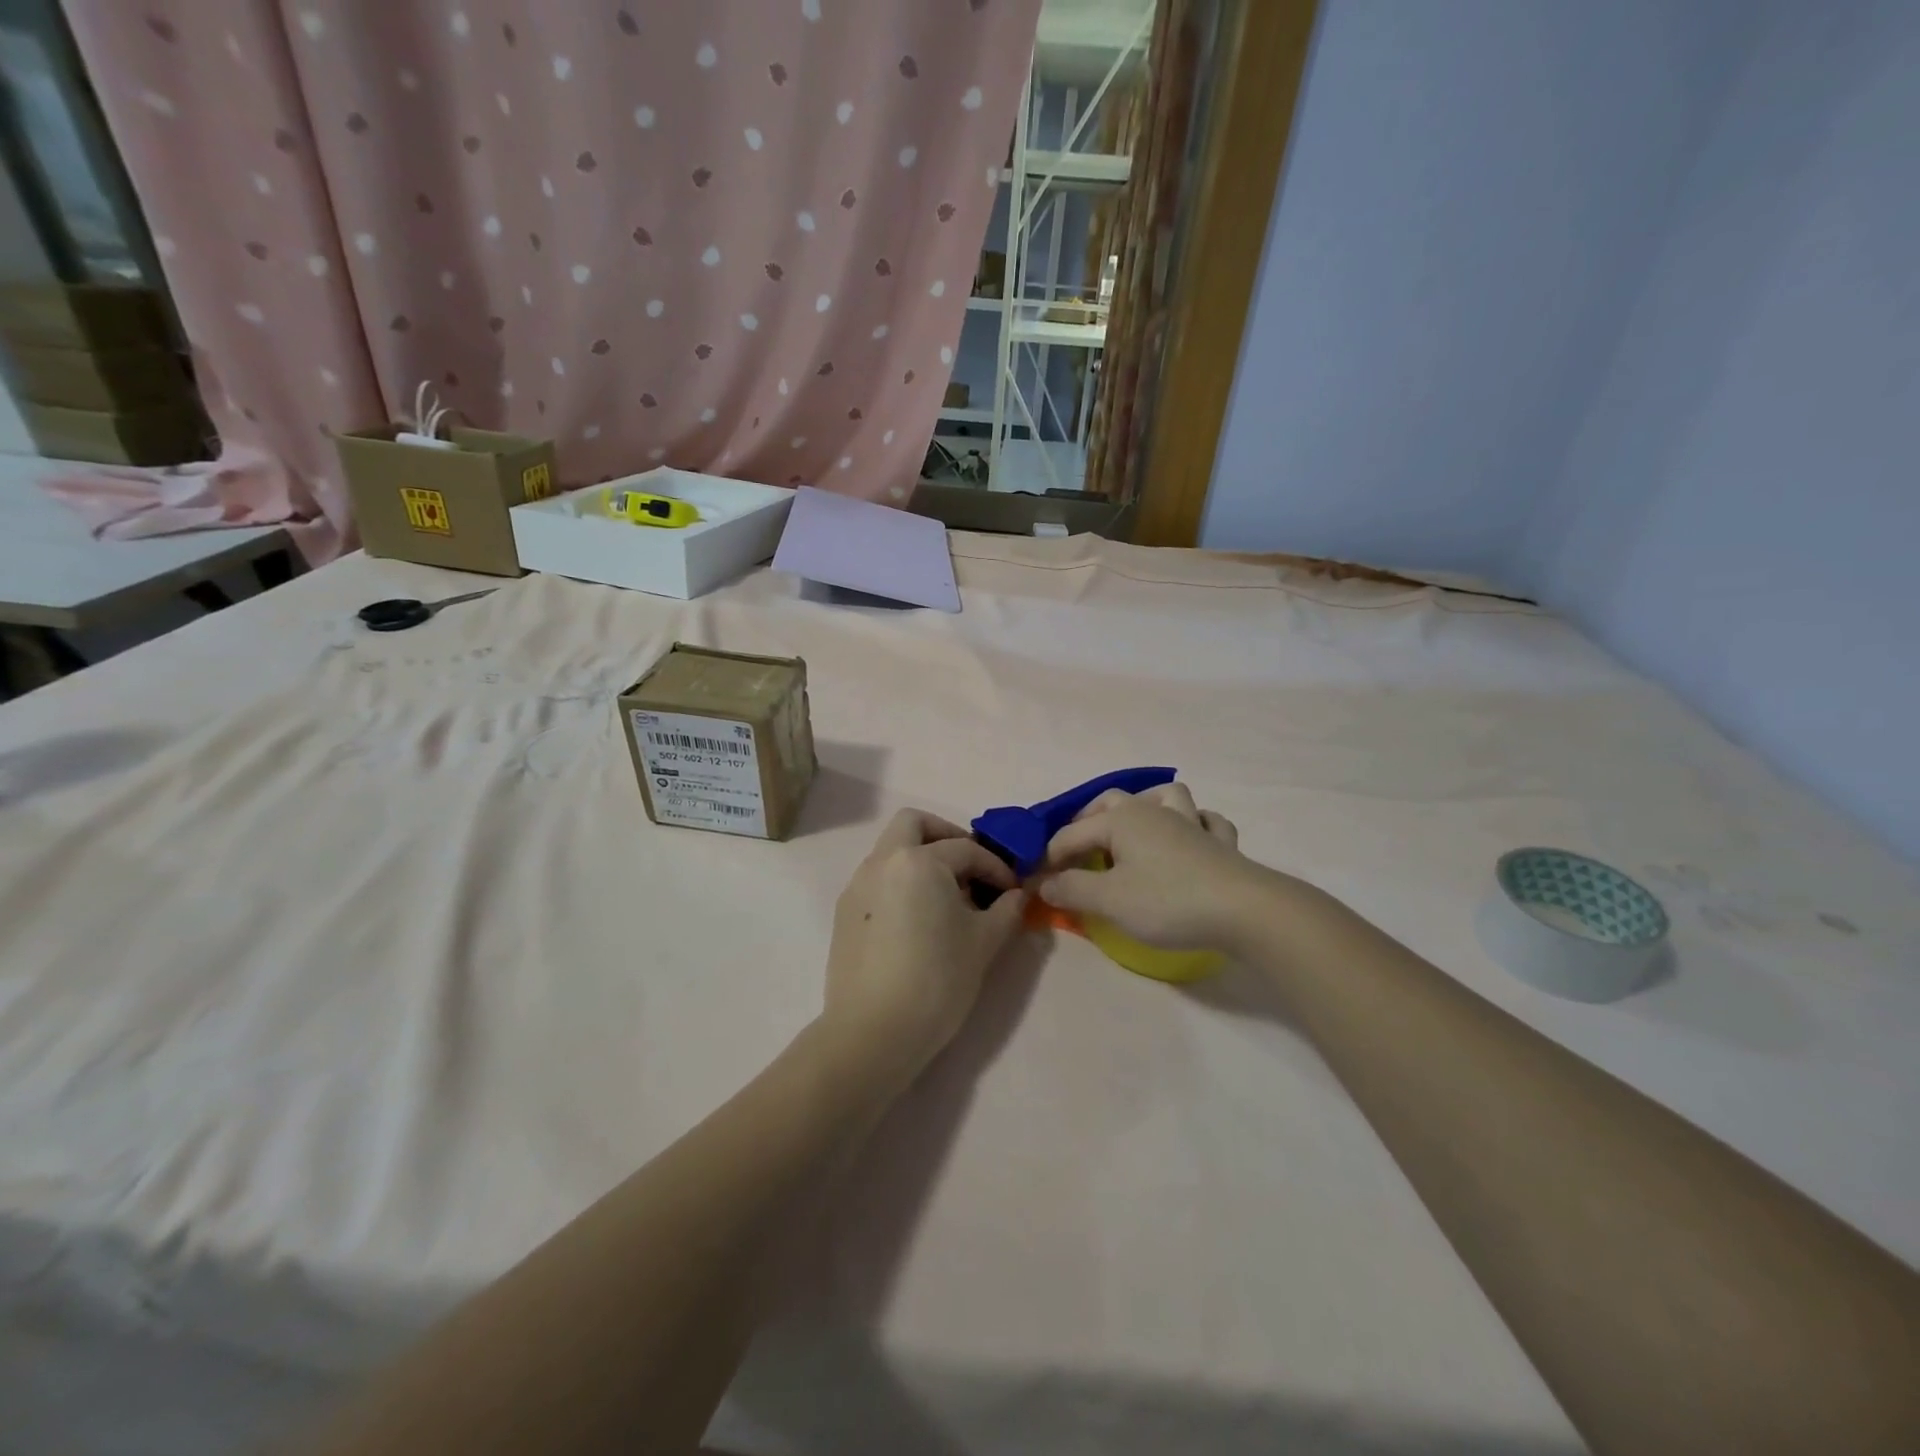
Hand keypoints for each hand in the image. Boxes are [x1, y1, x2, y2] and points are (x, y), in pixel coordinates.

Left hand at [821, 810, 1028, 1089]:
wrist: (873, 1032)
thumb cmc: (937, 980)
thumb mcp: (983, 943)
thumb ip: (1006, 910)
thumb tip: (1017, 895)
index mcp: (919, 860)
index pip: (967, 850)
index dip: (996, 868)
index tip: (1013, 892)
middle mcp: (883, 860)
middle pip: (914, 824)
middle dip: (947, 836)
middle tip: (971, 867)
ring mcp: (858, 885)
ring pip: (891, 849)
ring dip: (921, 857)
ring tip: (947, 896)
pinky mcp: (844, 911)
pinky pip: (878, 878)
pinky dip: (901, 881)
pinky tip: (918, 917)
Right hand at [1036, 782, 1269, 949]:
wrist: (1244, 910)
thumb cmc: (1168, 902)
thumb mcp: (1109, 900)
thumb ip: (1072, 889)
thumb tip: (1044, 883)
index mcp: (1121, 819)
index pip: (1071, 834)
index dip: (1050, 858)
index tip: (1037, 884)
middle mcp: (1153, 811)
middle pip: (1112, 802)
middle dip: (1088, 822)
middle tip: (1076, 852)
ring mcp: (1191, 823)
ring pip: (1164, 796)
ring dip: (1145, 805)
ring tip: (1135, 829)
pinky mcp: (1220, 843)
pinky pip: (1206, 820)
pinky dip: (1194, 823)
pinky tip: (1190, 837)